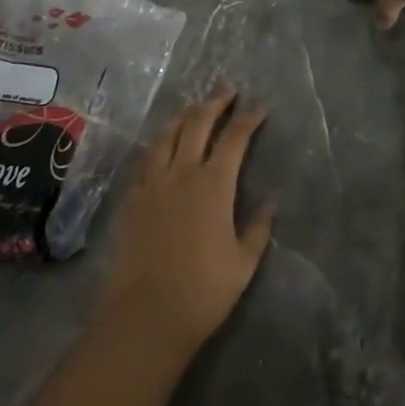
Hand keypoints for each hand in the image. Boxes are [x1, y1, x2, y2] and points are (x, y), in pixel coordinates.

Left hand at [98, 86, 274, 356]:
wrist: (146, 315)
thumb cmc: (203, 291)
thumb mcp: (243, 263)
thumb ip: (258, 228)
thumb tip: (272, 202)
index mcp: (214, 184)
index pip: (234, 138)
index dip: (248, 119)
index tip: (258, 108)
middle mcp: (182, 172)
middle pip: (198, 124)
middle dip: (215, 103)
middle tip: (226, 89)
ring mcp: (153, 182)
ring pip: (167, 135)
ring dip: (183, 116)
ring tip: (194, 107)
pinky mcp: (132, 197)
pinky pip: (146, 158)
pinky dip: (159, 143)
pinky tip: (162, 144)